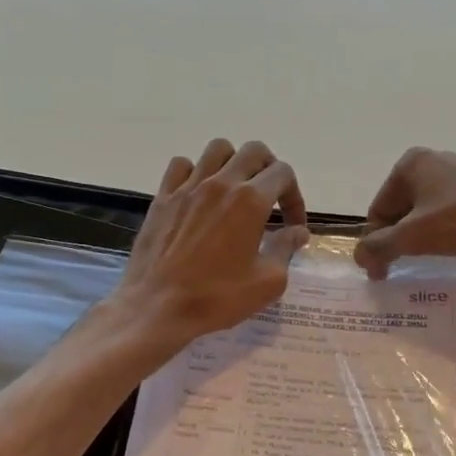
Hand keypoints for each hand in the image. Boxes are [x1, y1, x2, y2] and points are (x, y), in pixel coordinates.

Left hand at [109, 139, 309, 357]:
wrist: (157, 307)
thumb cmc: (217, 297)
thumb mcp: (267, 282)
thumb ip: (286, 249)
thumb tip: (298, 232)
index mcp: (250, 200)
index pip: (283, 174)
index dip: (295, 197)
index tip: (292, 225)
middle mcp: (221, 183)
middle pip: (254, 151)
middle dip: (270, 170)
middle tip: (270, 199)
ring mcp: (188, 186)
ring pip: (218, 149)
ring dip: (234, 163)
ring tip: (236, 190)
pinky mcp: (163, 197)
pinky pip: (181, 165)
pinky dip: (195, 172)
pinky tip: (199, 194)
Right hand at [355, 148, 455, 277]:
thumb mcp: (413, 237)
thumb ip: (379, 247)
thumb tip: (359, 257)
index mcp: (408, 164)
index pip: (378, 209)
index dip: (375, 242)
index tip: (381, 271)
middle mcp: (430, 160)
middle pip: (400, 208)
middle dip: (398, 237)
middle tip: (403, 266)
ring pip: (425, 209)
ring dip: (421, 234)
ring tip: (429, 257)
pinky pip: (448, 208)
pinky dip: (443, 227)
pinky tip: (454, 243)